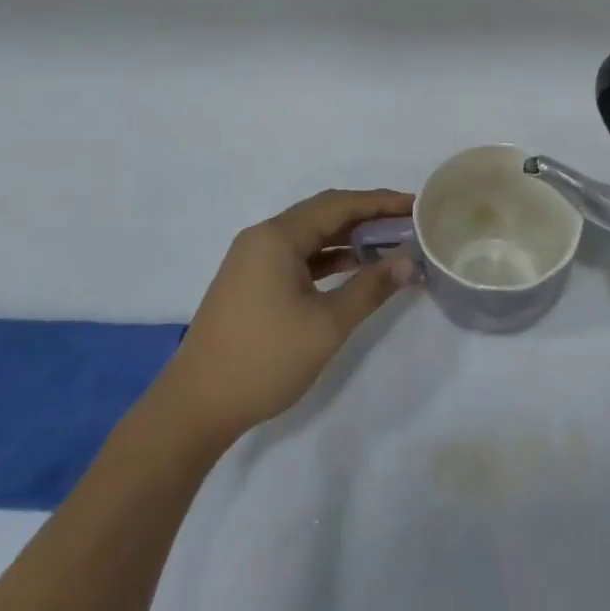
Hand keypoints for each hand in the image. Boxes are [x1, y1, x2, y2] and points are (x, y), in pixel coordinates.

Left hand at [148, 190, 417, 447]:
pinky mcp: (250, 282)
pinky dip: (327, 258)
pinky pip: (297, 256)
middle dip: (367, 216)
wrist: (194, 408)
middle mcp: (263, 237)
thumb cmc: (264, 360)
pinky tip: (353, 269)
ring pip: (310, 235)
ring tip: (389, 244)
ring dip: (348, 237)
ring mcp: (253, 260)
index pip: (339, 205)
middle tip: (407, 222)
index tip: (416, 205)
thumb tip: (408, 261)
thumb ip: (370, 288)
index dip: (380, 202)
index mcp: (277, 237)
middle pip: (324, 213)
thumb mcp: (326, 326)